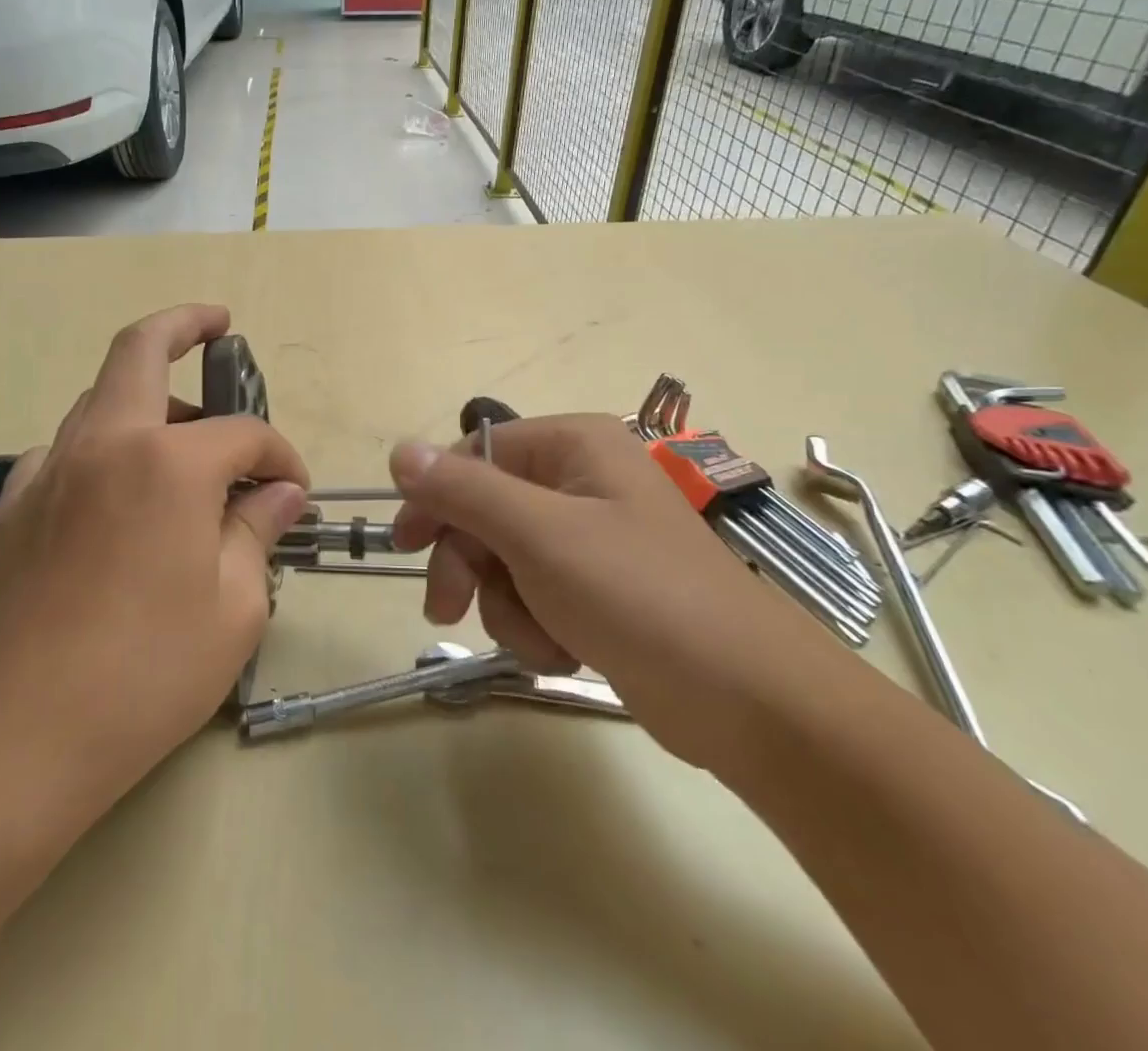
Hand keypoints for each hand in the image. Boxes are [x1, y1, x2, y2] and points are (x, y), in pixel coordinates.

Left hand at [0, 304, 309, 800]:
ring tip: (180, 437)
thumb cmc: (150, 671)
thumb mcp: (235, 605)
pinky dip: (101, 446)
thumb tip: (281, 492)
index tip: (294, 489)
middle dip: (184, 324)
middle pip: (141, 350)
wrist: (25, 734)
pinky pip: (65, 448)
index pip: (244, 434)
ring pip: (99, 396)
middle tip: (216, 325)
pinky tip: (117, 492)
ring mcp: (50, 468)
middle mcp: (105, 443)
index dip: (280, 454)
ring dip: (145, 396)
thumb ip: (258, 530)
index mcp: (168, 463)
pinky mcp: (15, 504)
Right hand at [389, 415, 838, 767]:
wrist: (748, 702)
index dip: (435, 497)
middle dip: (470, 565)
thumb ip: (463, 491)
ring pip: (504, 560)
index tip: (404, 545)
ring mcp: (590, 537)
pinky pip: (535, 594)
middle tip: (447, 609)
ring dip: (507, 605)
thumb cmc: (639, 595)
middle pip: (485, 511)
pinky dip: (536, 626)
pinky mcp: (597, 588)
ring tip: (543, 637)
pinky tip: (566, 650)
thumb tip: (399, 451)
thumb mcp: (538, 536)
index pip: (475, 455)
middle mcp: (580, 480)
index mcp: (574, 445)